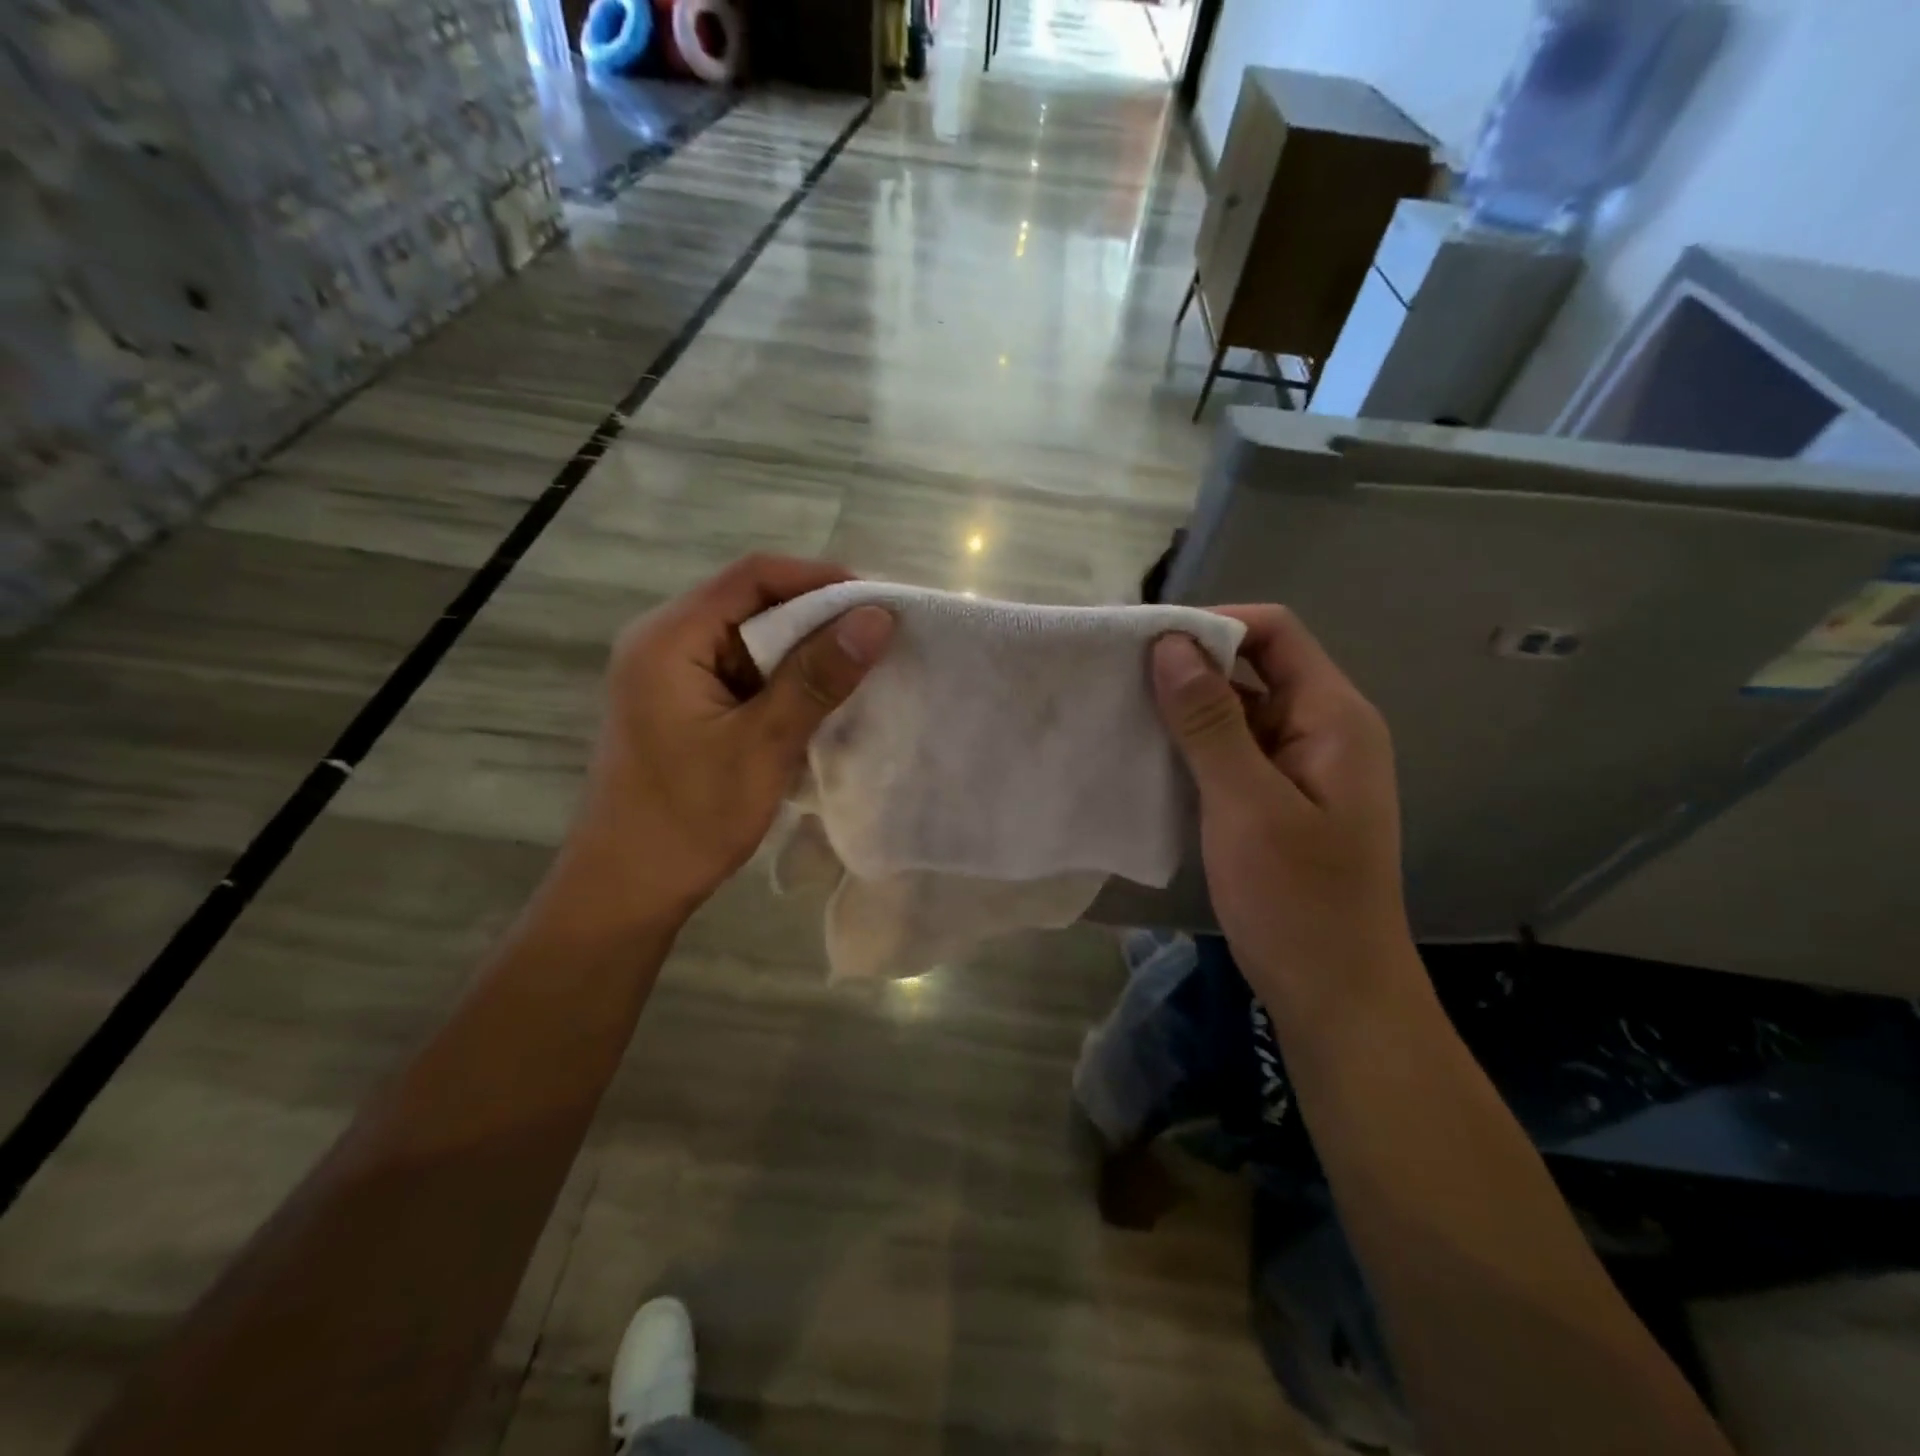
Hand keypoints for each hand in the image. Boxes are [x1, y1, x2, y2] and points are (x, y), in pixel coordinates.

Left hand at [561, 555, 894, 922]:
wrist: (627, 889)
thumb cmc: (689, 818)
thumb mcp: (762, 744)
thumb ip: (817, 677)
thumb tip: (877, 617)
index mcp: (669, 638)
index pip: (752, 577)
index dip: (819, 580)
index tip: (878, 603)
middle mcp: (663, 642)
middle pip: (751, 603)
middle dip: (816, 616)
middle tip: (878, 638)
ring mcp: (671, 675)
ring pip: (750, 639)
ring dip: (803, 651)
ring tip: (861, 666)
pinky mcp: (683, 704)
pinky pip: (742, 672)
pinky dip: (783, 680)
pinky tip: (821, 699)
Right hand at [1150, 607, 1411, 1016]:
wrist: (1334, 993)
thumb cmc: (1298, 899)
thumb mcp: (1248, 805)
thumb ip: (1210, 721)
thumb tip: (1170, 645)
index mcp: (1333, 717)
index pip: (1274, 633)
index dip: (1213, 626)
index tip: (1146, 645)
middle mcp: (1320, 729)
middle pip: (1254, 667)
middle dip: (1189, 666)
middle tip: (1119, 679)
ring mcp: (1298, 766)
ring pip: (1236, 711)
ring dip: (1184, 708)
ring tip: (1121, 712)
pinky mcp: (1274, 798)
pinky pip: (1230, 751)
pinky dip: (1191, 746)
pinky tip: (1146, 756)